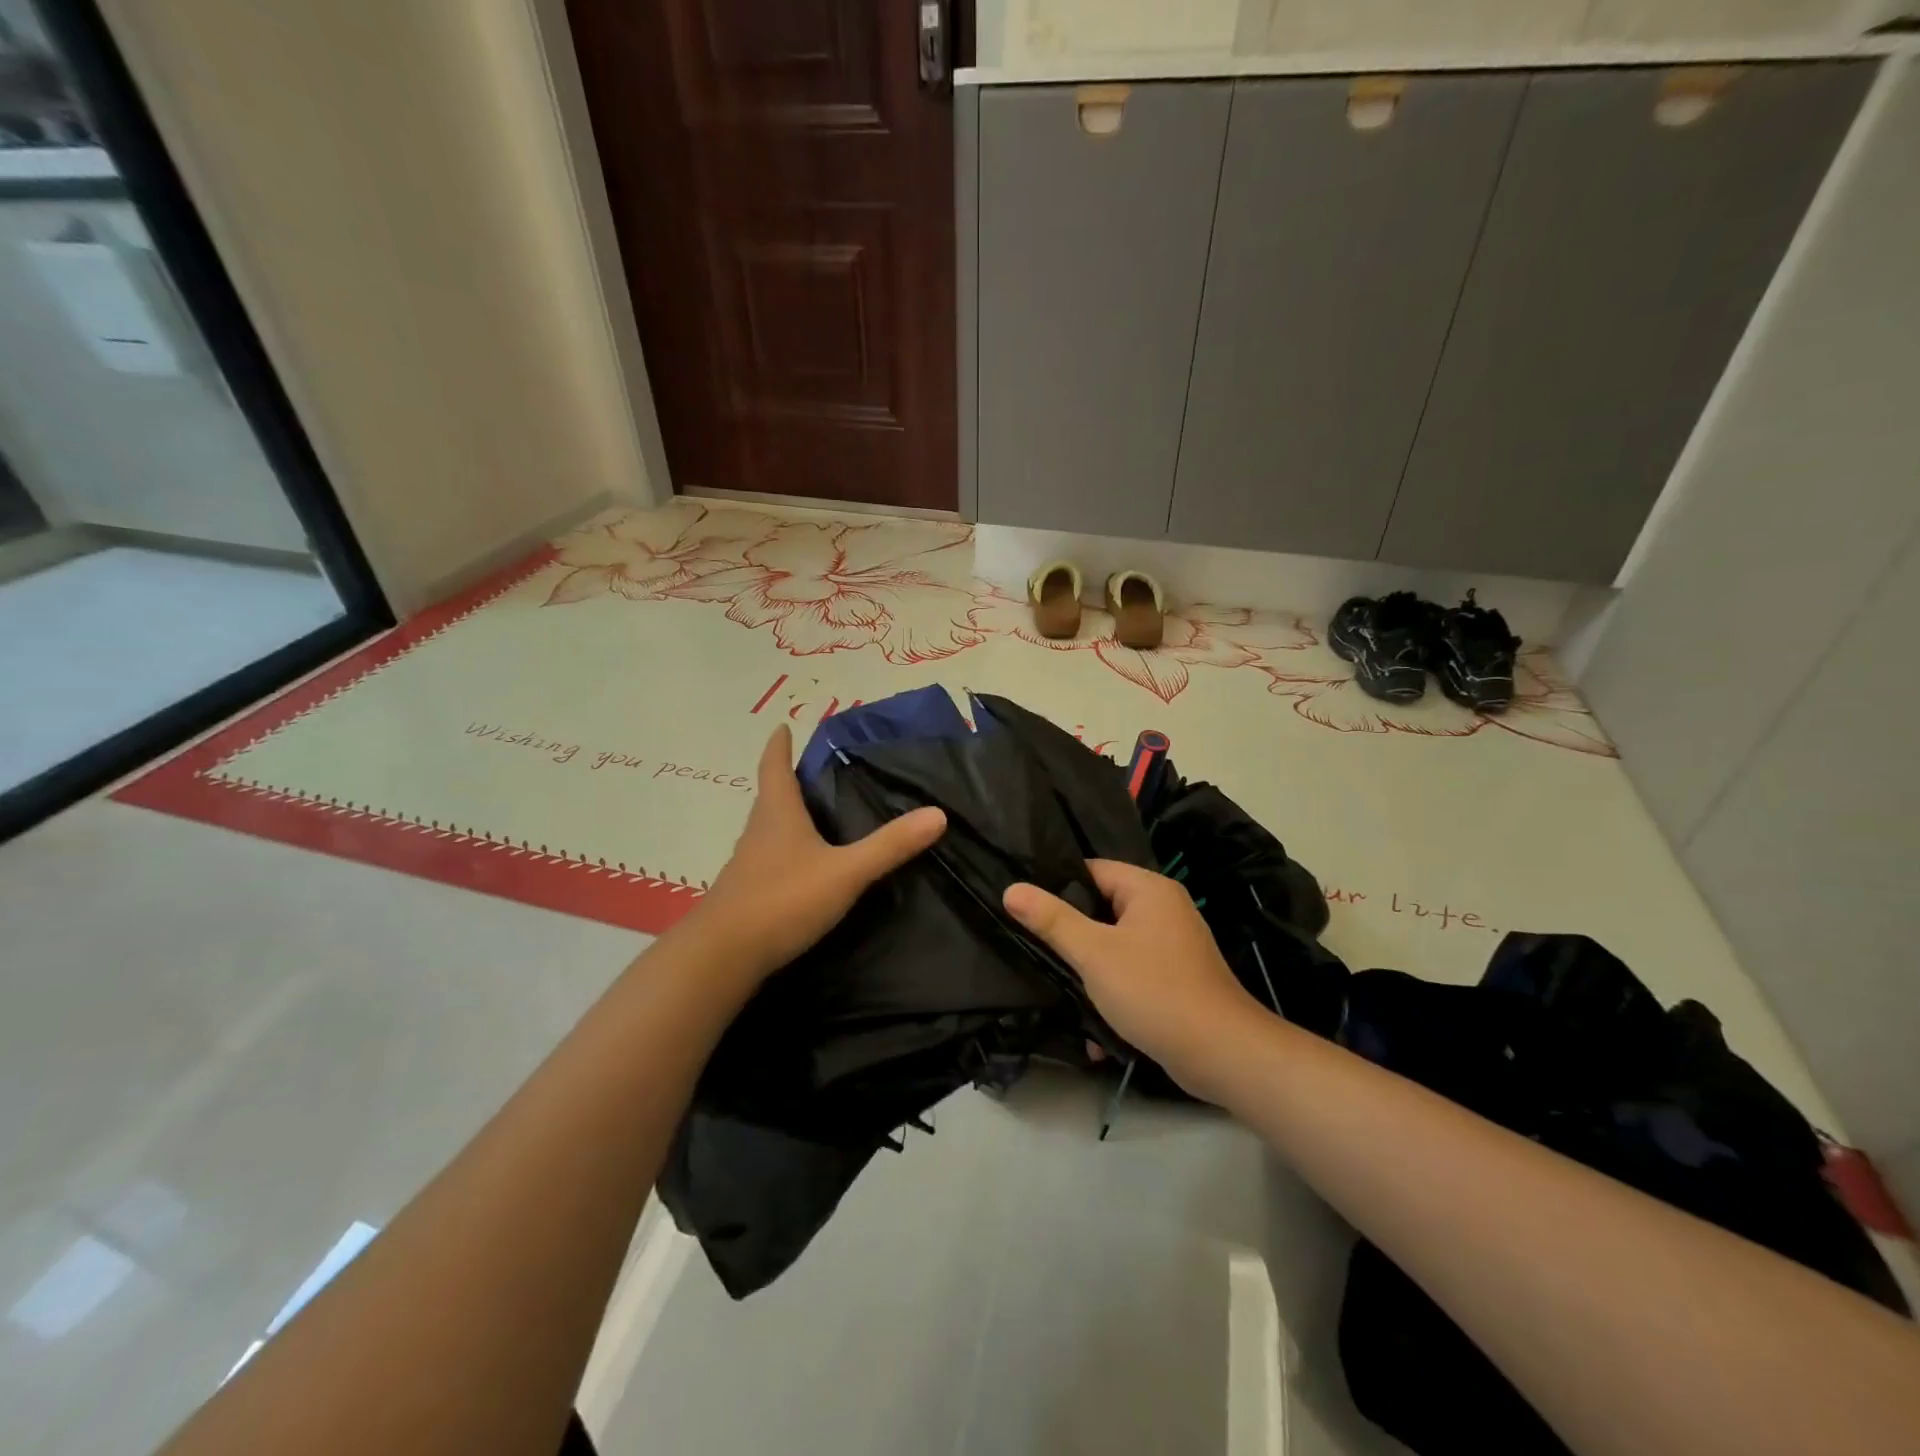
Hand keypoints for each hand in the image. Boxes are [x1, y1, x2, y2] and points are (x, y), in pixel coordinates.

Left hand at [684, 724, 945, 983]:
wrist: (722, 956)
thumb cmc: (783, 900)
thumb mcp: (845, 872)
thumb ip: (889, 846)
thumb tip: (938, 814)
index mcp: (778, 815)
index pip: (774, 767)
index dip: (779, 745)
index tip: (782, 726)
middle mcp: (757, 833)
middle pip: (770, 798)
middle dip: (788, 782)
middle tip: (814, 774)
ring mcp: (746, 865)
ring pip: (767, 831)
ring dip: (785, 819)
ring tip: (813, 818)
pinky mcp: (744, 894)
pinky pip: (767, 861)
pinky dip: (784, 854)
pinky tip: (801, 870)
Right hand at [1003, 859, 1263, 1097]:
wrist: (1222, 1053)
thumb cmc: (1153, 990)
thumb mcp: (1093, 953)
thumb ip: (1052, 920)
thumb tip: (1012, 889)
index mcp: (1149, 889)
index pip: (1092, 869)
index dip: (1057, 885)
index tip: (1025, 906)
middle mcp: (1166, 908)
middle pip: (1103, 907)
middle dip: (1071, 932)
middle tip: (1034, 946)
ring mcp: (1174, 945)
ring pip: (1116, 944)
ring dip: (1090, 968)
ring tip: (1058, 985)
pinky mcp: (1178, 978)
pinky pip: (1134, 972)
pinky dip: (1114, 992)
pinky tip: (1094, 1029)